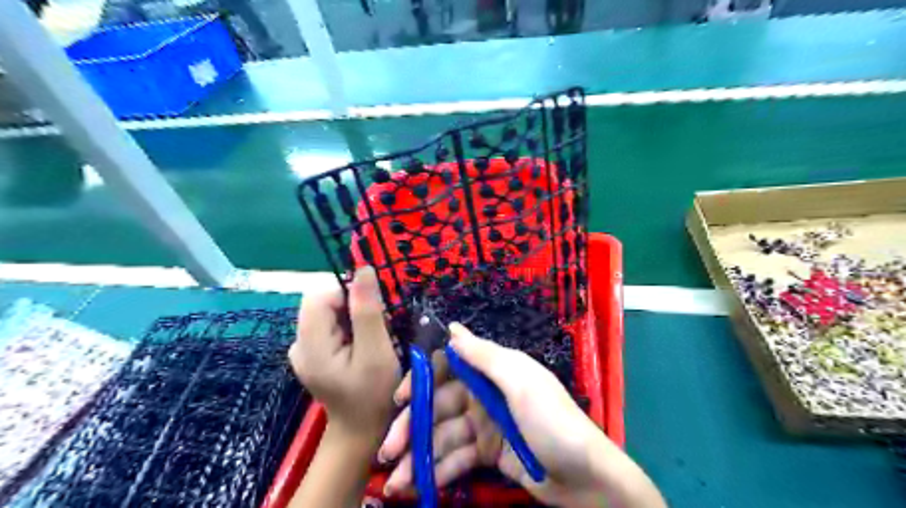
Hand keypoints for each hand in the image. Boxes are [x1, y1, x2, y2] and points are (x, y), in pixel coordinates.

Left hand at [289, 267, 401, 437]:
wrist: (362, 432)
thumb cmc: (374, 395)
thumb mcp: (377, 353)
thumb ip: (367, 311)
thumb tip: (363, 269)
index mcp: (310, 345)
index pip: (320, 295)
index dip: (349, 293)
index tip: (375, 309)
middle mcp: (299, 343)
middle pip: (322, 302)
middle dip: (353, 305)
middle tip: (378, 326)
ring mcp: (304, 349)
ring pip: (328, 311)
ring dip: (353, 315)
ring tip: (372, 337)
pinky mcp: (312, 353)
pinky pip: (329, 324)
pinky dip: (348, 326)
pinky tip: (361, 345)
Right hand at [376, 324, 662, 507]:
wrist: (586, 478)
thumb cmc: (552, 421)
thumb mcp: (521, 383)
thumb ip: (484, 356)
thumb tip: (451, 328)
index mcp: (494, 371)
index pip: (449, 368)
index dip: (423, 381)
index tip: (400, 398)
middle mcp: (485, 395)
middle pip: (440, 406)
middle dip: (414, 426)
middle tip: (388, 450)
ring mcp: (485, 426)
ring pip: (443, 436)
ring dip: (420, 456)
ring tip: (397, 481)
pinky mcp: (487, 454)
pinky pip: (456, 459)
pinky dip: (437, 471)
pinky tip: (417, 486)